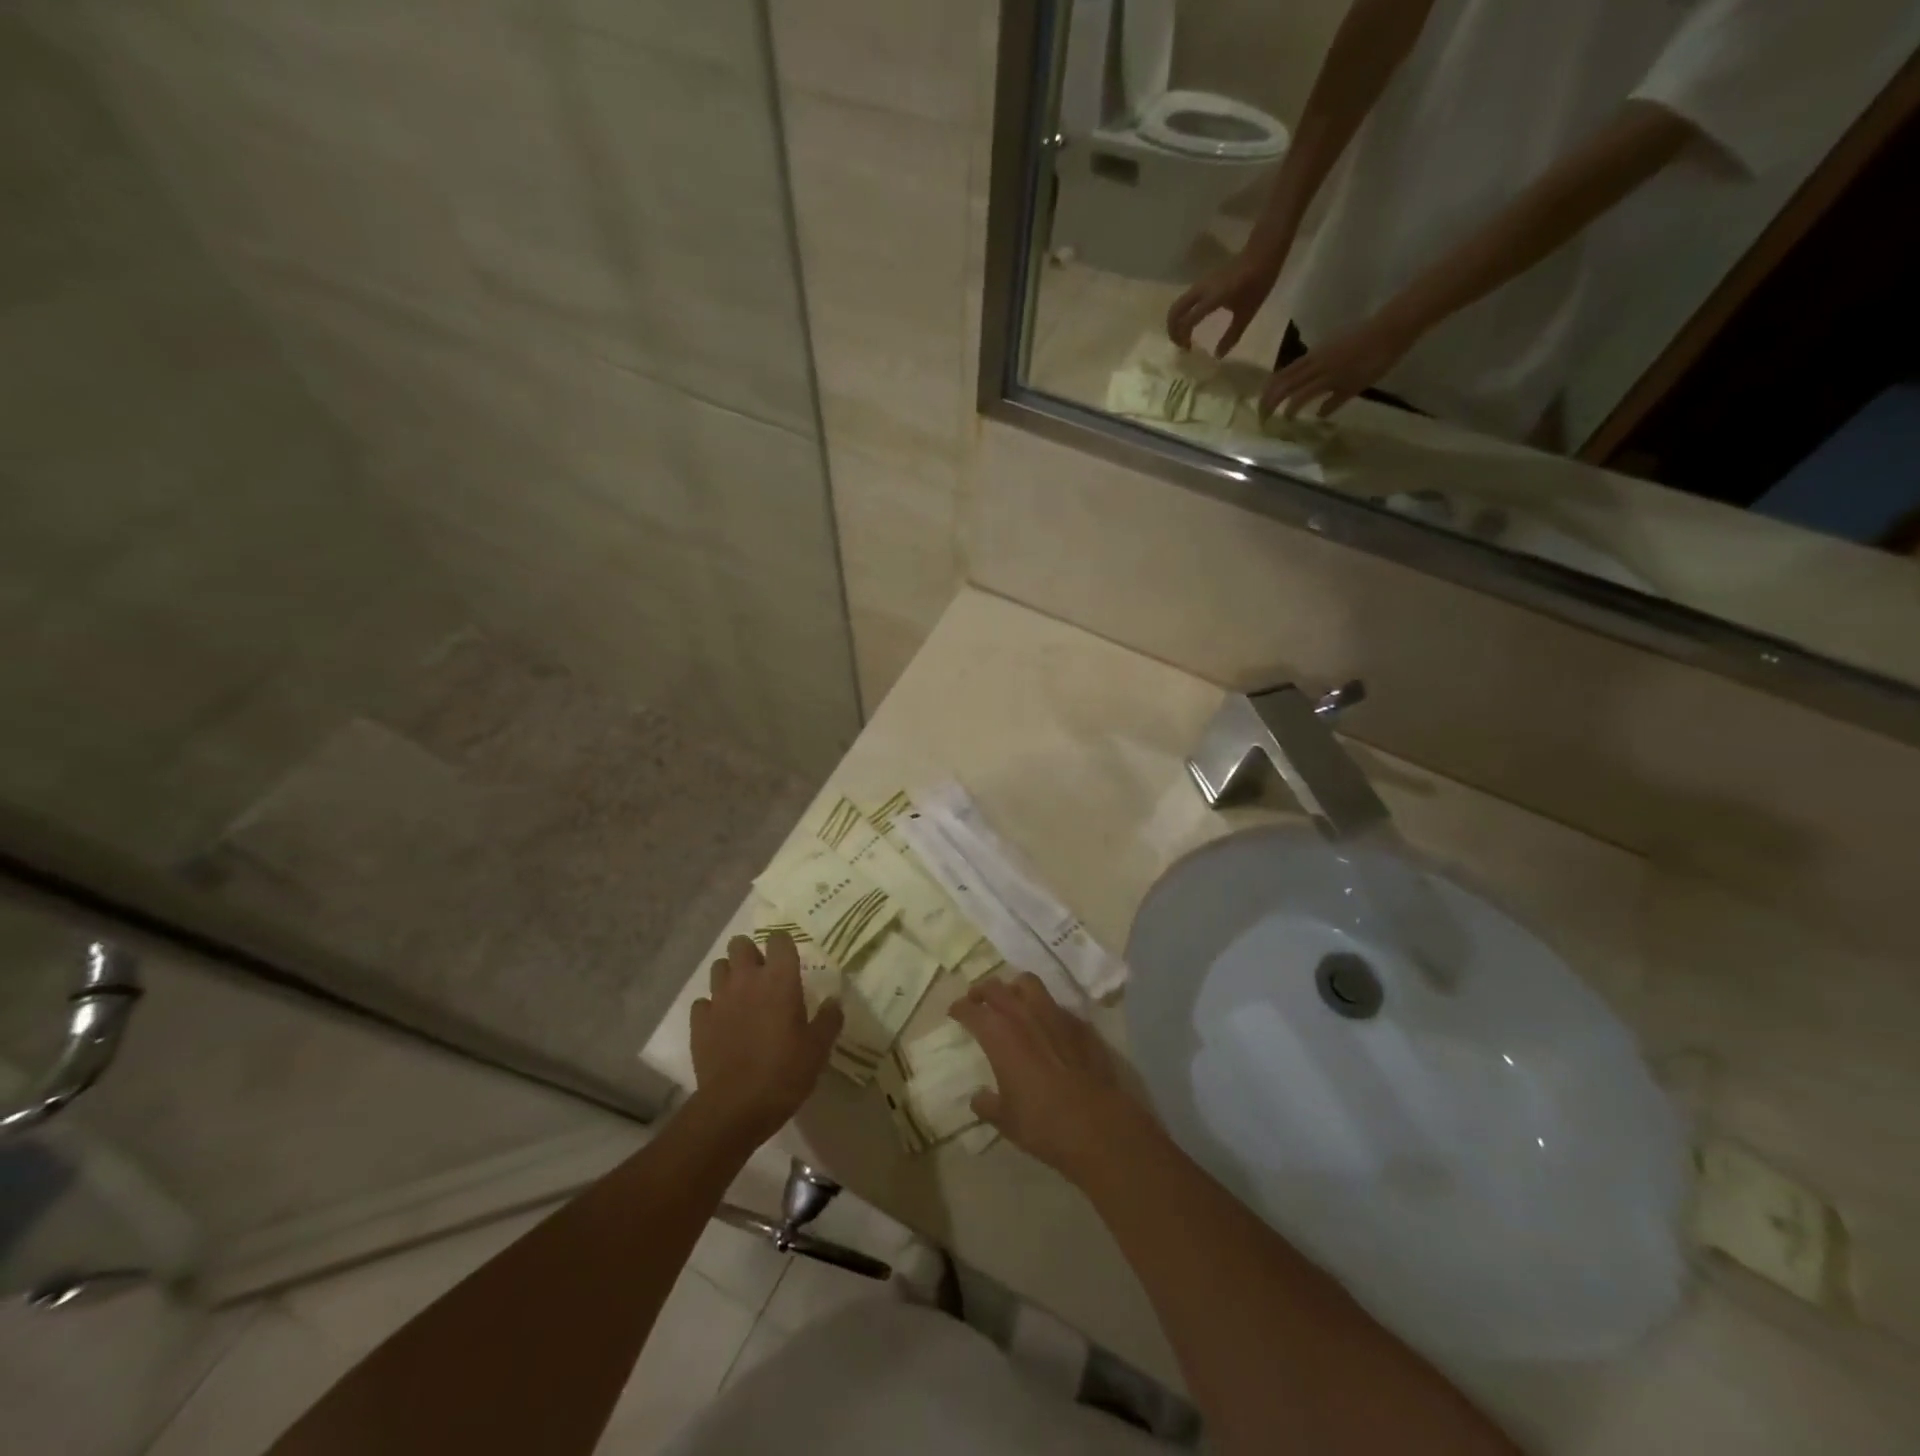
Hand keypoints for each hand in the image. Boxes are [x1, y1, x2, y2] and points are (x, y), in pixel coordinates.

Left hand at [689, 933, 842, 1144]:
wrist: (735, 1108)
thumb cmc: (784, 1073)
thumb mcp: (818, 1049)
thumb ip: (829, 1019)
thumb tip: (834, 1001)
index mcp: (779, 979)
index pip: (779, 939)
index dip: (784, 945)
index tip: (790, 962)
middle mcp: (746, 980)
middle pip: (740, 944)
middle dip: (750, 953)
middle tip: (763, 976)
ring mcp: (718, 999)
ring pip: (718, 967)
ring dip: (730, 975)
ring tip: (742, 997)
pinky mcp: (698, 1022)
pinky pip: (703, 1002)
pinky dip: (712, 1007)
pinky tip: (722, 1024)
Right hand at [950, 974, 1157, 1189]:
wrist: (1096, 1124)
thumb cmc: (1042, 1123)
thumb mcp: (1005, 1119)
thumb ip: (987, 1105)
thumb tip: (978, 1098)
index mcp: (999, 1034)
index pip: (971, 1010)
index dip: (960, 1008)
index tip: (955, 1011)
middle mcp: (1024, 1015)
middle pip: (997, 987)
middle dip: (982, 990)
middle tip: (976, 999)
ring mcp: (1055, 1015)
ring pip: (1029, 984)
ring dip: (1014, 988)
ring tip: (1011, 1000)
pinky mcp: (1079, 1024)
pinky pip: (1056, 1006)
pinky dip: (1044, 1009)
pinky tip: (1046, 1025)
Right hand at [1166, 250, 1283, 357]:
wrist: (1262, 253)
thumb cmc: (1257, 283)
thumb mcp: (1247, 313)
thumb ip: (1231, 335)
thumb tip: (1218, 356)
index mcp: (1211, 299)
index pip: (1186, 321)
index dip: (1183, 338)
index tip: (1189, 350)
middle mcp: (1201, 291)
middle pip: (1174, 311)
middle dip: (1173, 330)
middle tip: (1180, 344)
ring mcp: (1200, 285)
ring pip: (1178, 304)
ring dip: (1176, 321)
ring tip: (1185, 335)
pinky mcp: (1203, 283)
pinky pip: (1185, 300)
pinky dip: (1182, 313)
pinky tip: (1193, 321)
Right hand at [1259, 307, 1420, 419]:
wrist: (1391, 326)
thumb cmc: (1378, 359)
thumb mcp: (1358, 385)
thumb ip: (1335, 401)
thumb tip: (1317, 414)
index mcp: (1326, 377)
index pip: (1298, 397)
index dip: (1287, 411)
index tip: (1281, 423)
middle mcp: (1316, 365)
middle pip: (1285, 383)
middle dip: (1270, 399)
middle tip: (1262, 414)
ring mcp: (1316, 353)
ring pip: (1286, 371)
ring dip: (1272, 386)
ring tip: (1265, 399)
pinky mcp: (1320, 347)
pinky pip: (1296, 363)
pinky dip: (1284, 375)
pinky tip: (1283, 382)